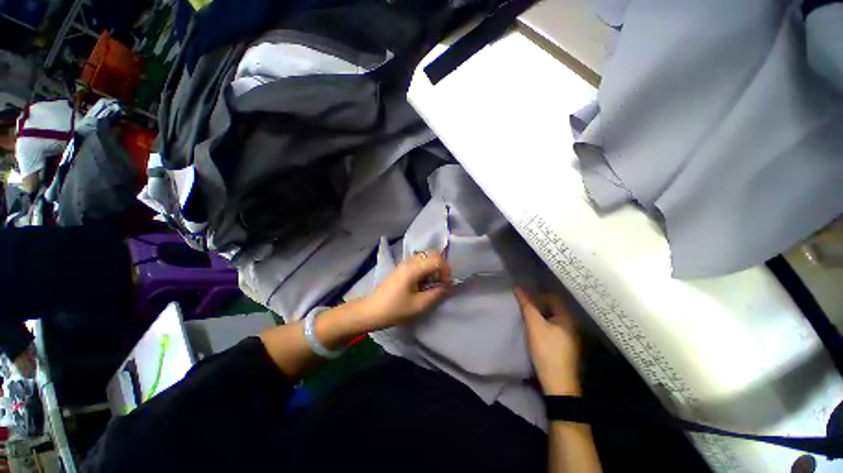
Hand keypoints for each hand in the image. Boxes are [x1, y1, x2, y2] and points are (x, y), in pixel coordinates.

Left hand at [362, 251, 451, 330]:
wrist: (371, 311)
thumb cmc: (395, 309)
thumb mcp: (419, 305)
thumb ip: (437, 293)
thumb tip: (449, 286)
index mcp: (413, 268)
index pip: (437, 259)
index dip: (446, 271)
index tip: (446, 284)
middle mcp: (409, 261)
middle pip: (433, 255)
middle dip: (441, 268)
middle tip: (440, 283)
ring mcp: (405, 263)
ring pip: (426, 258)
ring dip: (434, 269)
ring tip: (432, 285)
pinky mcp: (402, 268)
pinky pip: (419, 263)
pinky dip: (426, 270)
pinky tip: (423, 284)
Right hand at [515, 287, 582, 395]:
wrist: (558, 384)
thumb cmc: (547, 350)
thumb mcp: (534, 325)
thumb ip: (527, 305)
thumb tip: (518, 287)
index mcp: (568, 317)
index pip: (551, 297)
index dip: (536, 296)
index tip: (524, 300)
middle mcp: (572, 325)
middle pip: (552, 309)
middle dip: (537, 307)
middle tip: (523, 309)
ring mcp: (571, 338)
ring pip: (553, 320)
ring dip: (540, 318)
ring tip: (527, 320)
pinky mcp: (567, 349)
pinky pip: (554, 331)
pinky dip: (544, 328)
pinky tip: (535, 334)